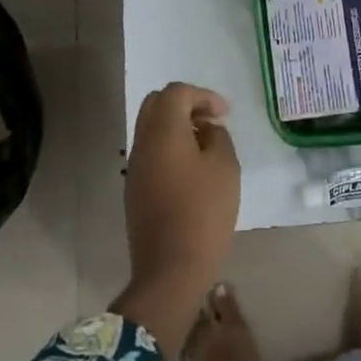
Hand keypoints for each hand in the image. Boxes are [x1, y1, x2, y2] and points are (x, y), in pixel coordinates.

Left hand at [113, 83, 239, 356]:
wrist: (171, 268)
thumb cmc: (204, 212)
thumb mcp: (225, 168)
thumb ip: (218, 137)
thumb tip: (206, 130)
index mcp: (163, 132)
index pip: (176, 93)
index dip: (203, 96)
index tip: (225, 114)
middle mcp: (142, 143)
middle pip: (156, 104)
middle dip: (185, 105)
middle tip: (210, 121)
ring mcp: (135, 168)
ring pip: (150, 128)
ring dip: (176, 126)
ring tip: (205, 145)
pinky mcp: (135, 189)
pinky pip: (150, 152)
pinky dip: (169, 147)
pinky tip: (191, 169)